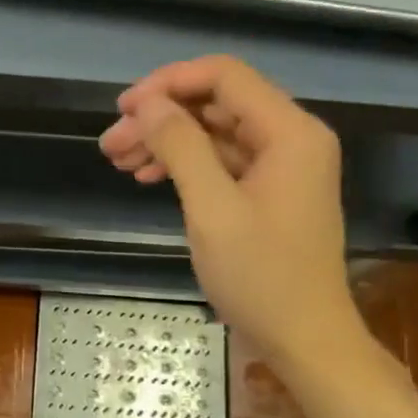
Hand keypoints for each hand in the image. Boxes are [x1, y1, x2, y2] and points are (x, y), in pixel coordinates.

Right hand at [100, 56, 357, 366]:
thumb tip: (147, 102)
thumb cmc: (261, 277)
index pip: (224, 76)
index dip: (169, 83)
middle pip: (216, 103)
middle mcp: (291, 137)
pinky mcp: (269, 190)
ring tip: (118, 159)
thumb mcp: (212, 209)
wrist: (305, 342)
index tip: (125, 108)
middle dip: (161, 118)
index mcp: (290, 131)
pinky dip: (185, 164)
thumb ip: (179, 145)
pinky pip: (222, 160)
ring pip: (214, 132)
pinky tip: (147, 176)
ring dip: (166, 141)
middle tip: (111, 142)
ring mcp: (282, 165)